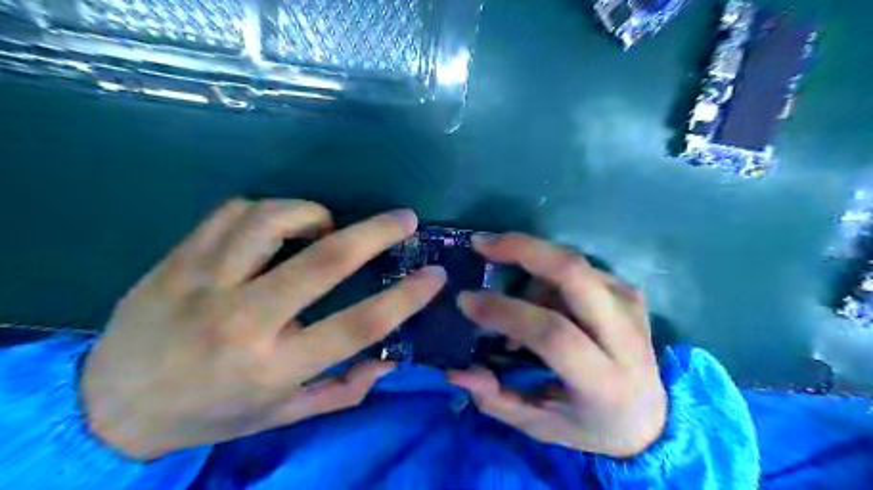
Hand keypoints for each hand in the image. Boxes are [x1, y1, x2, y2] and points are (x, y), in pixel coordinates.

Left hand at [82, 200, 446, 459]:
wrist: (110, 405)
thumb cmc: (210, 413)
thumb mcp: (282, 415)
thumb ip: (343, 390)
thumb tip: (390, 360)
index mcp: (274, 366)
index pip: (357, 325)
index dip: (405, 298)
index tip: (434, 275)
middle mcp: (243, 320)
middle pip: (324, 261)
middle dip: (376, 233)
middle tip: (404, 219)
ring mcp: (205, 282)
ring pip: (272, 220)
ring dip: (313, 214)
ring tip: (325, 226)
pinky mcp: (179, 259)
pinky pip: (234, 212)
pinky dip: (269, 211)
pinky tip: (276, 226)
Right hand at [449, 233, 670, 458]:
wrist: (650, 415)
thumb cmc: (589, 424)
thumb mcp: (539, 425)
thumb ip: (496, 399)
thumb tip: (455, 371)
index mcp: (603, 380)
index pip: (553, 333)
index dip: (505, 311)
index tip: (466, 300)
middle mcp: (624, 336)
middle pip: (573, 273)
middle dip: (523, 250)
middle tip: (482, 244)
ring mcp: (630, 305)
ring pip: (571, 264)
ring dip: (530, 269)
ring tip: (512, 301)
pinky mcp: (629, 291)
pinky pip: (578, 267)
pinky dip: (547, 274)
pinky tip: (537, 297)